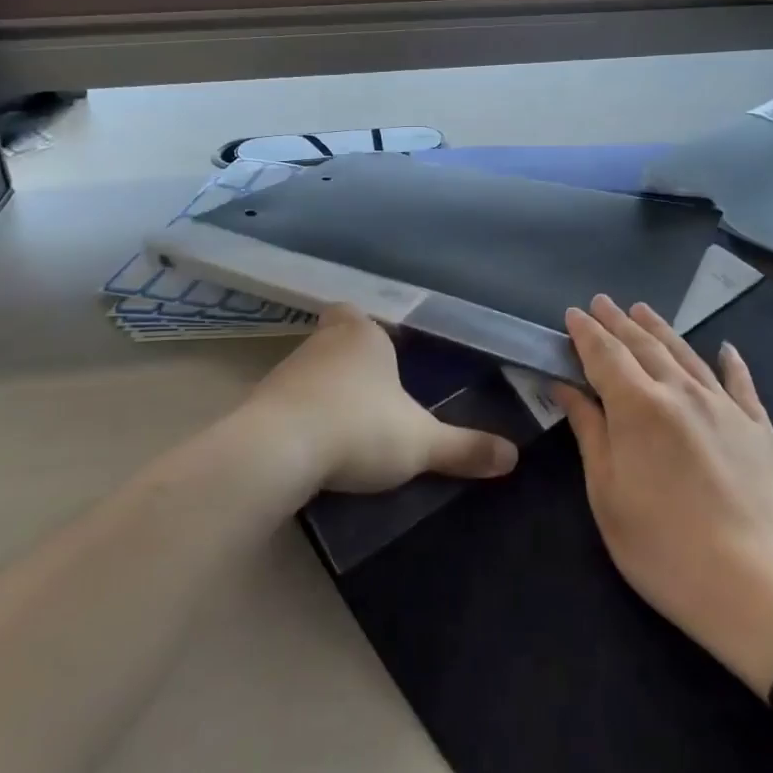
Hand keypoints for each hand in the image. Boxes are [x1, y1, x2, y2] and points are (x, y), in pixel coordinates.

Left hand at [242, 305, 518, 494]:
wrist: (278, 451)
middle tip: (374, 394)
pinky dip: (301, 417)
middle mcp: (322, 341)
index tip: (386, 356)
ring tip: (347, 427)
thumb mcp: (421, 443)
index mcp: (362, 334)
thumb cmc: (359, 428)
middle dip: (351, 362)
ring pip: (311, 371)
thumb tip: (513, 456)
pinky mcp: (259, 402)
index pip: (361, 315)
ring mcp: (286, 370)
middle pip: (337, 340)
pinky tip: (314, 445)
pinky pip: (288, 402)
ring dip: (325, 392)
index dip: (372, 332)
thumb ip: (465, 447)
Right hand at [556, 295, 772, 695]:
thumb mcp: (607, 494)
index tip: (573, 313)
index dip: (586, 333)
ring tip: (643, 310)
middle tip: (602, 302)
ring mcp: (725, 407)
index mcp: (638, 407)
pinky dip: (730, 362)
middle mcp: (681, 392)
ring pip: (687, 354)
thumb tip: (567, 387)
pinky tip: (725, 348)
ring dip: (661, 330)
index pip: (604, 355)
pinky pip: (741, 383)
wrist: (758, 587)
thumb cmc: (664, 547)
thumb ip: (589, 432)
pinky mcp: (760, 428)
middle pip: (644, 346)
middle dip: (618, 322)